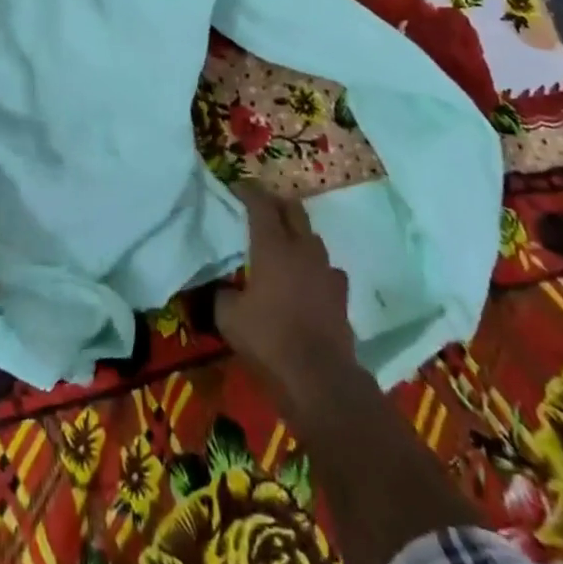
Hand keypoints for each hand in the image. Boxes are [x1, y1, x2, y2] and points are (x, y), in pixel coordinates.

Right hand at [217, 186, 358, 411]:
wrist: (319, 377)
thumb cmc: (268, 340)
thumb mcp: (228, 317)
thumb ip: (222, 294)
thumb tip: (221, 287)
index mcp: (272, 247)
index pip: (261, 205)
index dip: (248, 191)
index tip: (237, 187)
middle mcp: (302, 249)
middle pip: (293, 210)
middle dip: (276, 203)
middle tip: (260, 208)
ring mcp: (326, 270)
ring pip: (312, 237)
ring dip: (296, 232)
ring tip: (282, 242)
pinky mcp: (341, 293)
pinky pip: (326, 268)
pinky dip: (314, 266)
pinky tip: (307, 278)